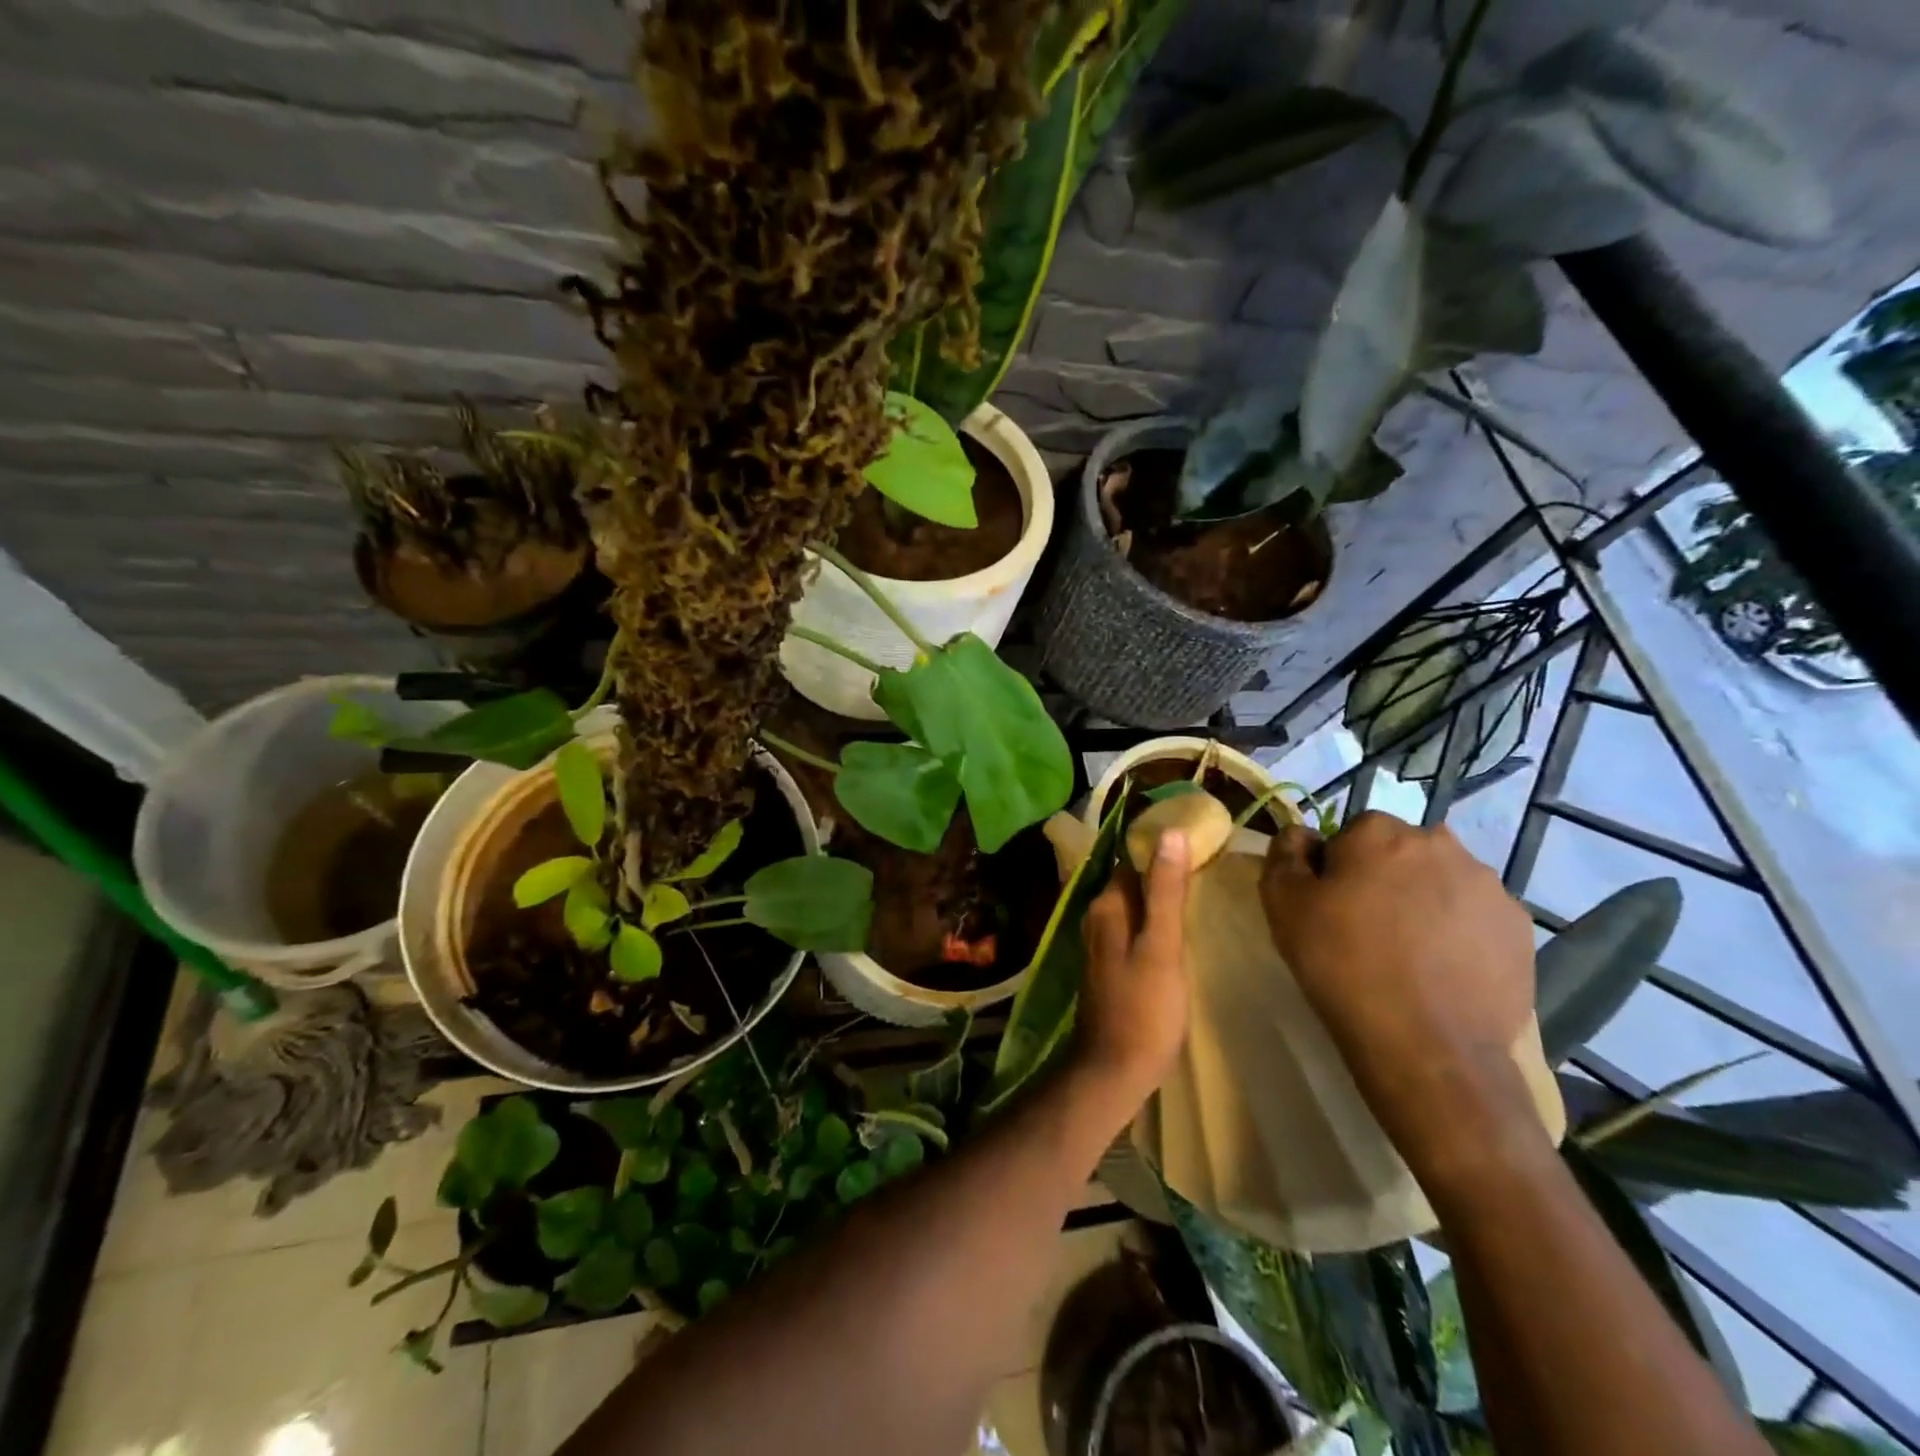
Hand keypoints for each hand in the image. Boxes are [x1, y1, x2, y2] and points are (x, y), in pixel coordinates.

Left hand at [1073, 830, 1192, 1100]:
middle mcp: (1096, 918)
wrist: (1114, 1068)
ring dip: (1158, 903)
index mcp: (1106, 906)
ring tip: (1199, 901)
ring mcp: (1100, 944)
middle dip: (1160, 877)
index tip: (1197, 848)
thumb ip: (1165, 891)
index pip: (1131, 860)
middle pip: (1130, 883)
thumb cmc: (1144, 1007)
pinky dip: (1152, 927)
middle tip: (1206, 874)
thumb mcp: (1162, 945)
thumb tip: (1170, 833)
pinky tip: (1177, 936)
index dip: (1160, 852)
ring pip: (1132, 909)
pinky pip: (1132, 932)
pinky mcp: (1109, 966)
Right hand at [1259, 812, 1539, 1170]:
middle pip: (1401, 853)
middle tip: (1367, 928)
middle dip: (1385, 879)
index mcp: (1381, 832)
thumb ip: (1285, 853)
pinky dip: (1459, 933)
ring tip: (1409, 955)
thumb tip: (1303, 835)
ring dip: (1424, 903)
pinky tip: (1442, 970)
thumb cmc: (1342, 964)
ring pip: (1442, 882)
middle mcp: (1441, 844)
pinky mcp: (1520, 929)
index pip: (1351, 833)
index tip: (1331, 906)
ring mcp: (1489, 886)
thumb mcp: (1283, 903)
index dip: (1337, 868)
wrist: (1427, 1047)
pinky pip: (1476, 917)